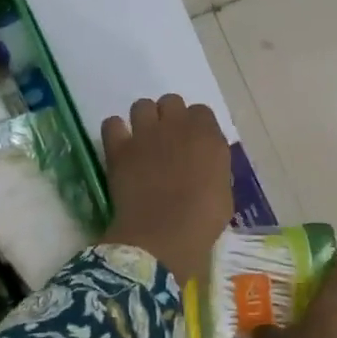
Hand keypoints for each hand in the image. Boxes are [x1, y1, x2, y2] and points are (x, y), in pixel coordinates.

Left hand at [98, 94, 230, 288]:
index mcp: (208, 136)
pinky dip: (115, 132)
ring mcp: (146, 134)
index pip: (201, 112)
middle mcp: (178, 126)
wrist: (163, 236)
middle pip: (171, 101)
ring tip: (143, 141)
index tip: (193, 144)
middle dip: (169, 116)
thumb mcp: (224, 193)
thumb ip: (215, 168)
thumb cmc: (202, 221)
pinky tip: (120, 146)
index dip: (196, 126)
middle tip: (167, 140)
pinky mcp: (120, 147)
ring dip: (144, 120)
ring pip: (142, 105)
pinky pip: (112, 123)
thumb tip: (205, 163)